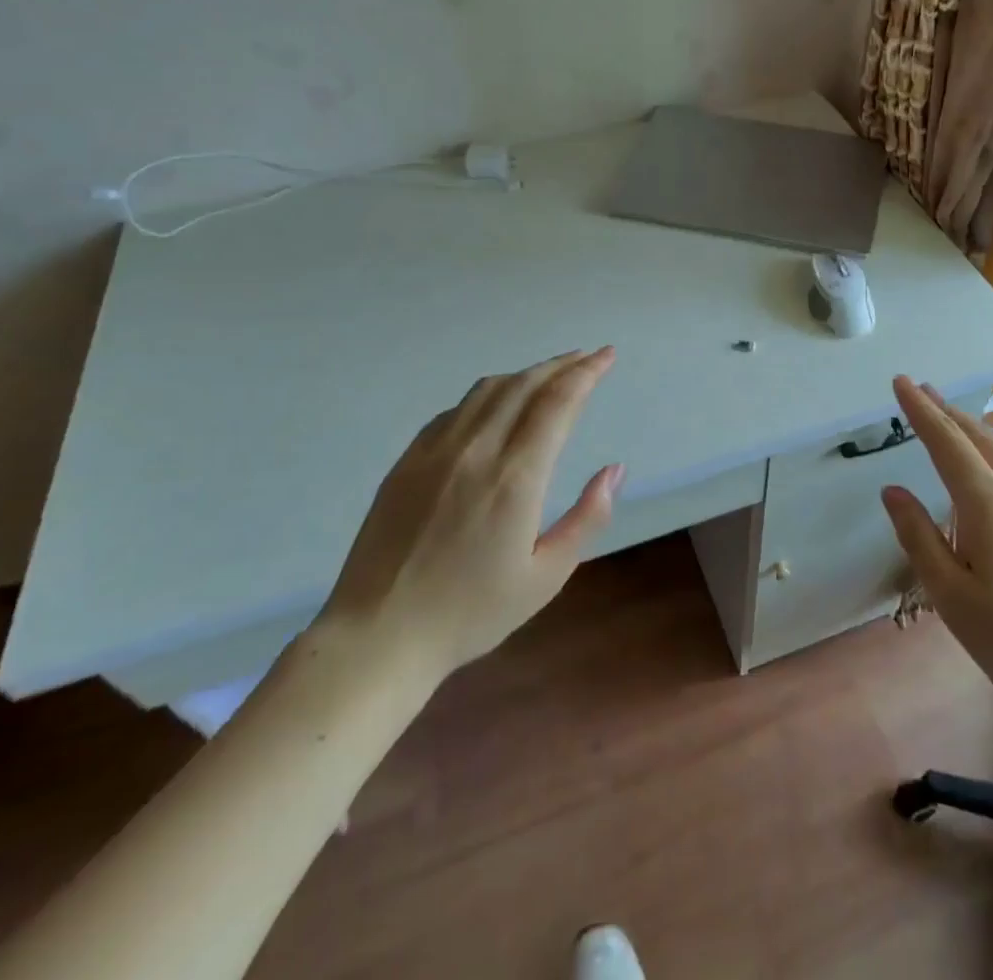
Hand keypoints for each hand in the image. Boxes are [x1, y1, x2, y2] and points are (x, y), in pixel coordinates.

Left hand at [315, 348, 623, 684]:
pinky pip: (455, 410)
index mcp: (515, 478)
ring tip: (550, 375)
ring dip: (526, 374)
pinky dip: (488, 396)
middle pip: (525, 385)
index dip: (586, 372)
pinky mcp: (408, 460)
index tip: (607, 356)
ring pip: (488, 389)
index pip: (557, 403)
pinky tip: (497, 406)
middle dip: (563, 364)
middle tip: (588, 357)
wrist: (378, 635)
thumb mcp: (546, 576)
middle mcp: (476, 450)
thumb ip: (587, 518)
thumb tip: (614, 470)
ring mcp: (436, 451)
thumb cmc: (470, 613)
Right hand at [879, 377, 992, 738]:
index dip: (920, 410)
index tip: (901, 382)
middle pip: (980, 436)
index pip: (946, 442)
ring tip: (964, 426)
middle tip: (923, 392)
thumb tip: (893, 491)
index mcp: (987, 504)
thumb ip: (919, 537)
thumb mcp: (951, 598)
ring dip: (983, 428)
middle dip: (947, 411)